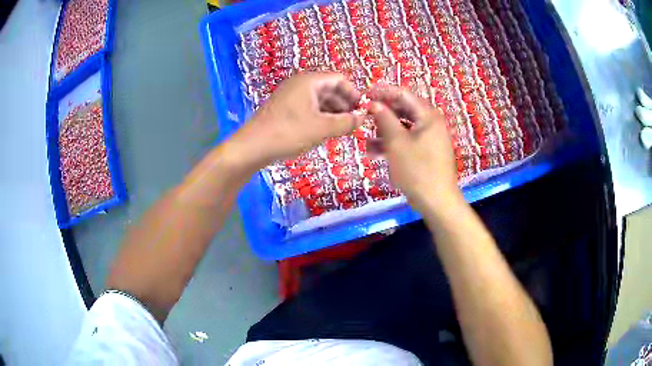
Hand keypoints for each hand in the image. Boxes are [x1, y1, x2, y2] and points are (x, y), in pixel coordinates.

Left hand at [230, 72, 361, 169]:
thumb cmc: (288, 133)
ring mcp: (291, 96)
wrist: (252, 147)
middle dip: (345, 104)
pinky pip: (309, 108)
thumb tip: (363, 118)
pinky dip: (321, 117)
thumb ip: (346, 122)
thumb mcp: (322, 128)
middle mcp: (300, 84)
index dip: (354, 93)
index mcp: (309, 81)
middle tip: (355, 123)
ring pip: (320, 100)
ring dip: (334, 112)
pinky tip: (326, 131)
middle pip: (330, 89)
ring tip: (343, 129)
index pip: (340, 79)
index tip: (364, 111)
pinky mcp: (285, 109)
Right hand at [368, 86, 461, 211]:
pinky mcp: (425, 152)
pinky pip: (407, 141)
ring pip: (403, 126)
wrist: (436, 201)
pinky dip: (392, 143)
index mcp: (428, 115)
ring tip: (365, 138)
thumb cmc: (417, 170)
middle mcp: (430, 123)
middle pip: (403, 110)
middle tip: (363, 115)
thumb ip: (384, 119)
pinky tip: (374, 152)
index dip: (382, 92)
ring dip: (384, 131)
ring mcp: (429, 138)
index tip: (364, 94)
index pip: (403, 94)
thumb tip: (373, 103)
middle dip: (382, 113)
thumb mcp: (397, 143)